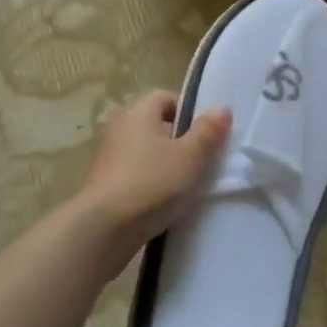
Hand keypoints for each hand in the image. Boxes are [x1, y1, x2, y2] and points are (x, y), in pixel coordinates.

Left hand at [76, 92, 232, 253]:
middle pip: (156, 126)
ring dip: (166, 164)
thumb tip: (222, 109)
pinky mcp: (105, 185)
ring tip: (188, 184)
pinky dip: (152, 183)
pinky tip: (166, 202)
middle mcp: (119, 129)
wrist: (104, 229)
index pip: (165, 98)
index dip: (189, 111)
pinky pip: (136, 175)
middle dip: (180, 140)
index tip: (207, 132)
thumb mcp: (191, 156)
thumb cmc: (152, 182)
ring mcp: (108, 158)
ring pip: (146, 152)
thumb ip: (208, 131)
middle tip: (203, 159)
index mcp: (138, 113)